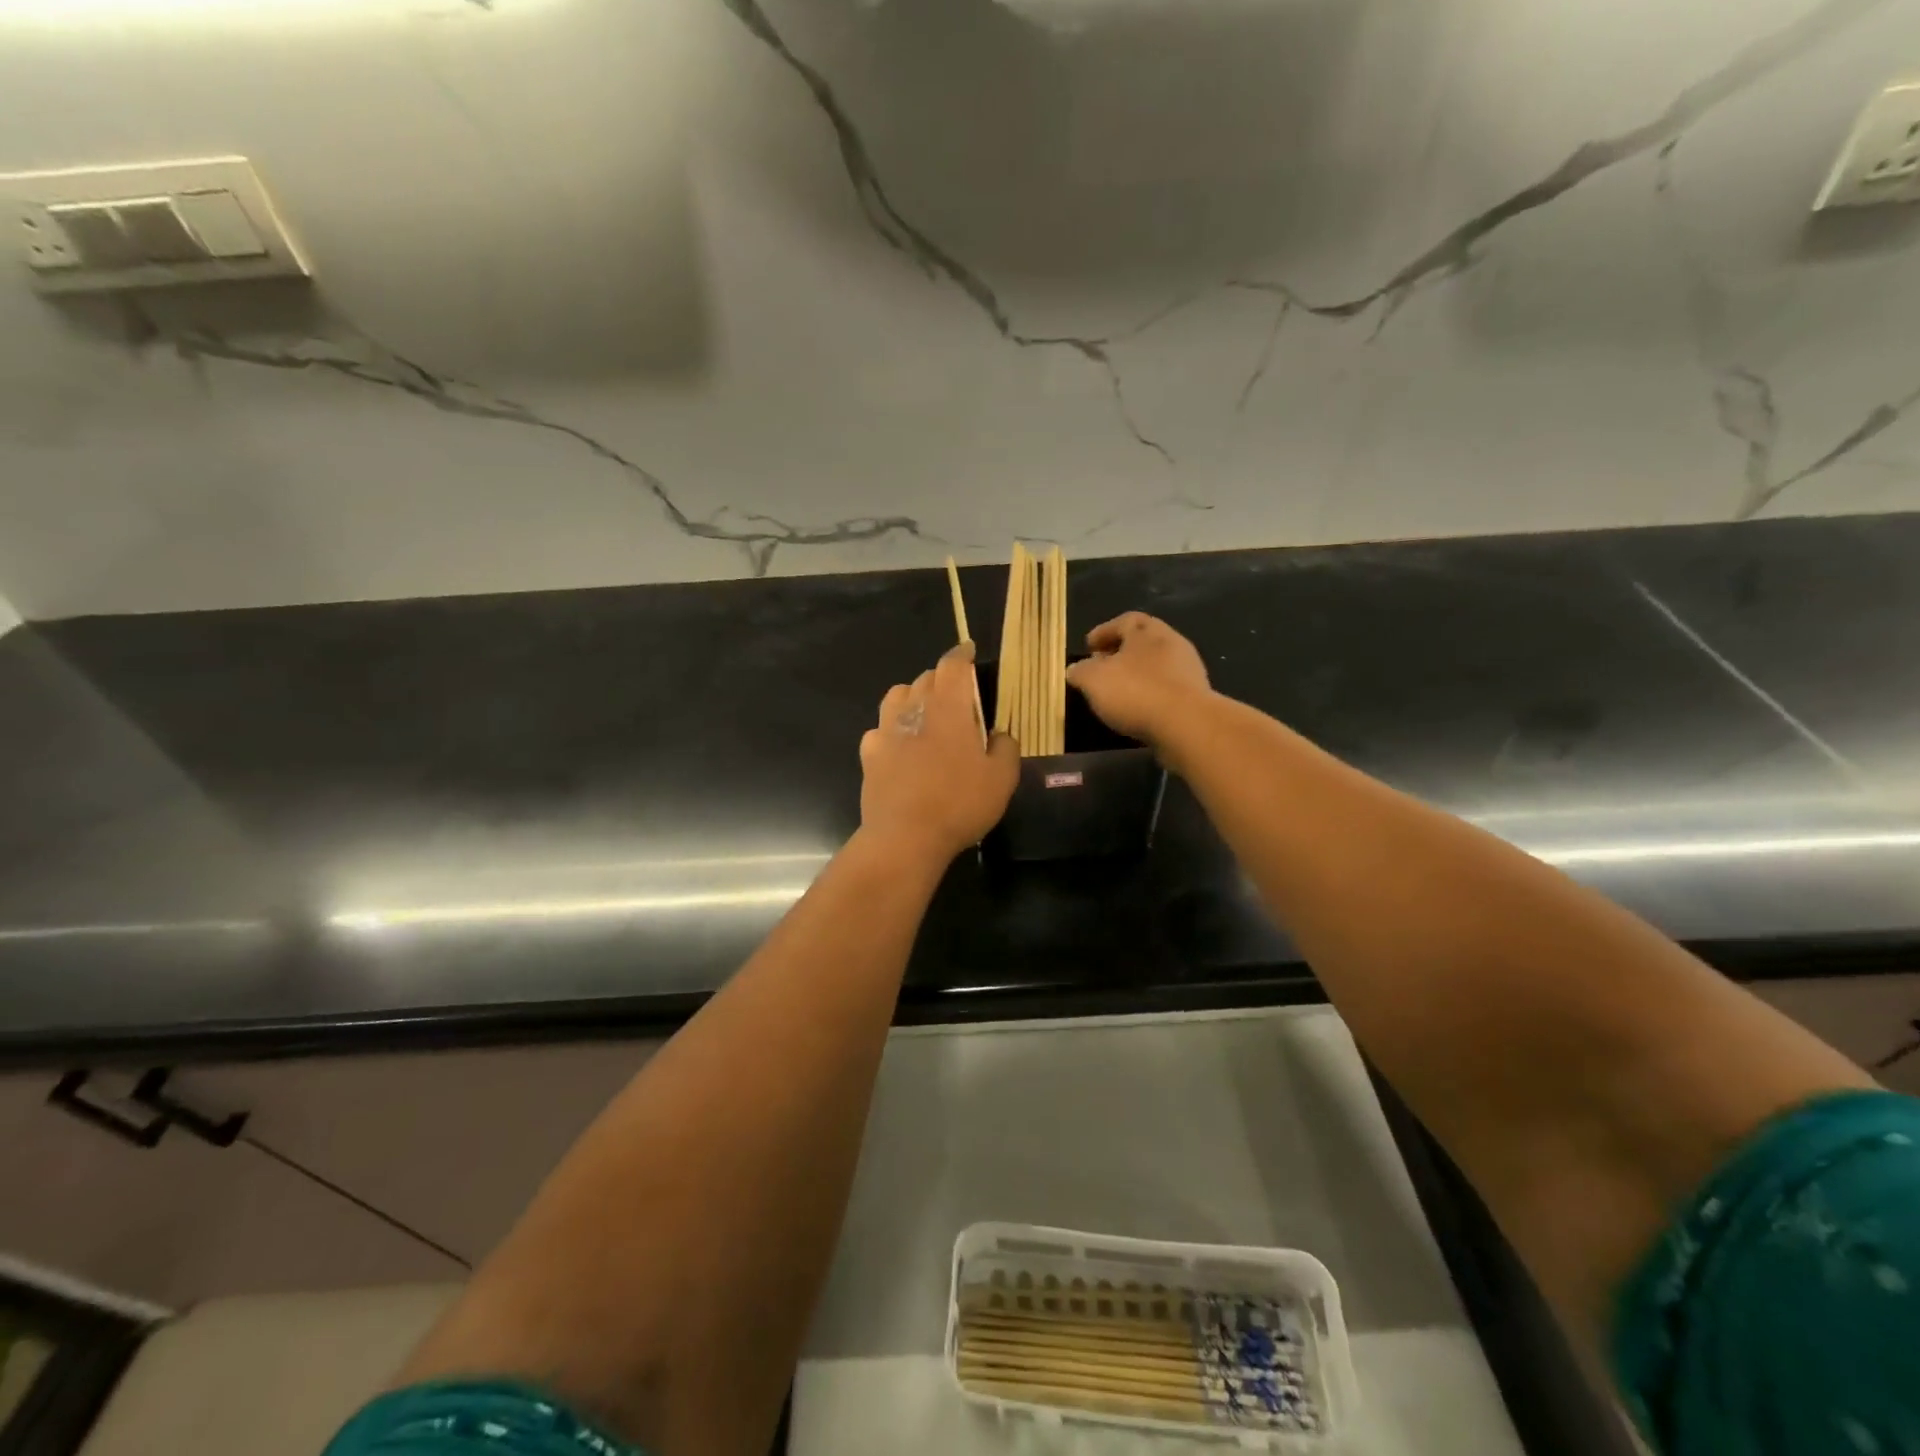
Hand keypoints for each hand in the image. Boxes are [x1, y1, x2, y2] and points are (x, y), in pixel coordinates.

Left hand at [860, 644, 1019, 863]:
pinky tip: (901, 747)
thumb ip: (1005, 747)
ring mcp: (886, 730)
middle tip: (957, 694)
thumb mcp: (1002, 779)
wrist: (905, 837)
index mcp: (949, 708)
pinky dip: (892, 729)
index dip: (961, 654)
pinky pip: (880, 729)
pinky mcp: (869, 754)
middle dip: (942, 678)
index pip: (952, 665)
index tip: (968, 652)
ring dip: (913, 696)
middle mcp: (914, 710)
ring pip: (897, 696)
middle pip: (925, 678)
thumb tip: (999, 734)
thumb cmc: (959, 804)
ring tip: (925, 713)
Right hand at [1065, 612, 1211, 750]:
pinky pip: (1167, 688)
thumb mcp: (1093, 680)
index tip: (1088, 646)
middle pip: (1143, 641)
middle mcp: (1171, 643)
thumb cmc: (1135, 692)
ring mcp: (1188, 669)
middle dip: (1121, 652)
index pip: (1125, 620)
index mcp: (1147, 631)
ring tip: (1118, 692)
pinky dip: (1151, 693)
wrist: (1186, 724)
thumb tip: (1075, 669)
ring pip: (1157, 665)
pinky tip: (1138, 709)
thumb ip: (1081, 671)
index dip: (1104, 631)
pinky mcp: (1196, 696)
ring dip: (1137, 674)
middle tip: (1102, 667)